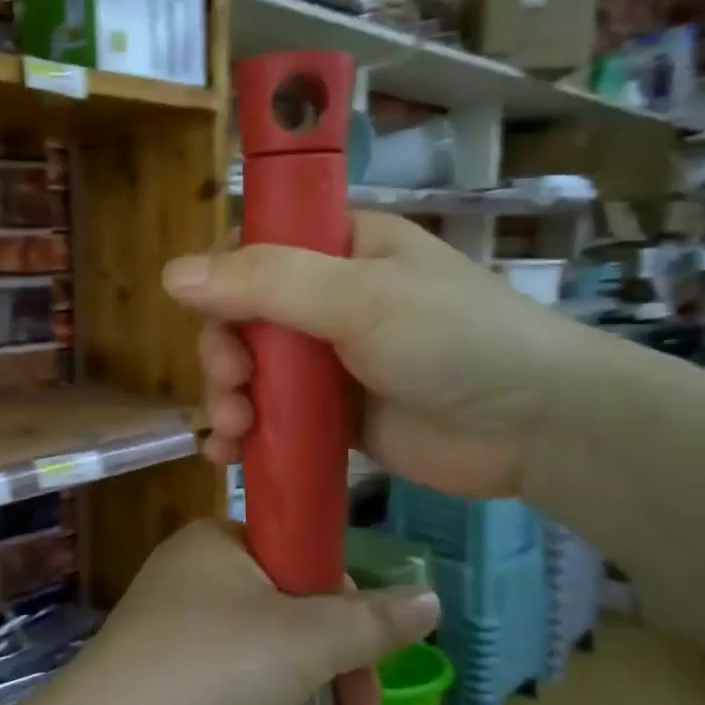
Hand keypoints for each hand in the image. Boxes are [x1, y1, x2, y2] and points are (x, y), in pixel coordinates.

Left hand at [61, 520, 439, 704]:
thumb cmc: (213, 666)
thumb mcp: (305, 640)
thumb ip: (370, 620)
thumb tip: (430, 598)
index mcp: (218, 538)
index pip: (305, 556)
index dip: (349, 605)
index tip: (374, 660)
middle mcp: (191, 567)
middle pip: (287, 603)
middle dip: (333, 660)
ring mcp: (169, 617)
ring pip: (260, 639)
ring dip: (303, 682)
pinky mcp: (157, 663)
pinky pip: (226, 667)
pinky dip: (258, 693)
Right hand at [164, 211, 581, 498]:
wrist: (535, 427)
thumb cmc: (453, 340)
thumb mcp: (358, 298)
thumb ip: (266, 283)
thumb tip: (169, 274)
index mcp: (339, 249)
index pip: (253, 252)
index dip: (220, 285)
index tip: (215, 323)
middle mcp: (328, 299)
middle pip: (242, 318)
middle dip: (223, 356)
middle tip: (234, 388)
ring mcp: (330, 361)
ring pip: (251, 373)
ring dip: (228, 400)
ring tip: (234, 433)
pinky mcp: (334, 417)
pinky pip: (273, 419)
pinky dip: (246, 436)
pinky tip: (230, 456)